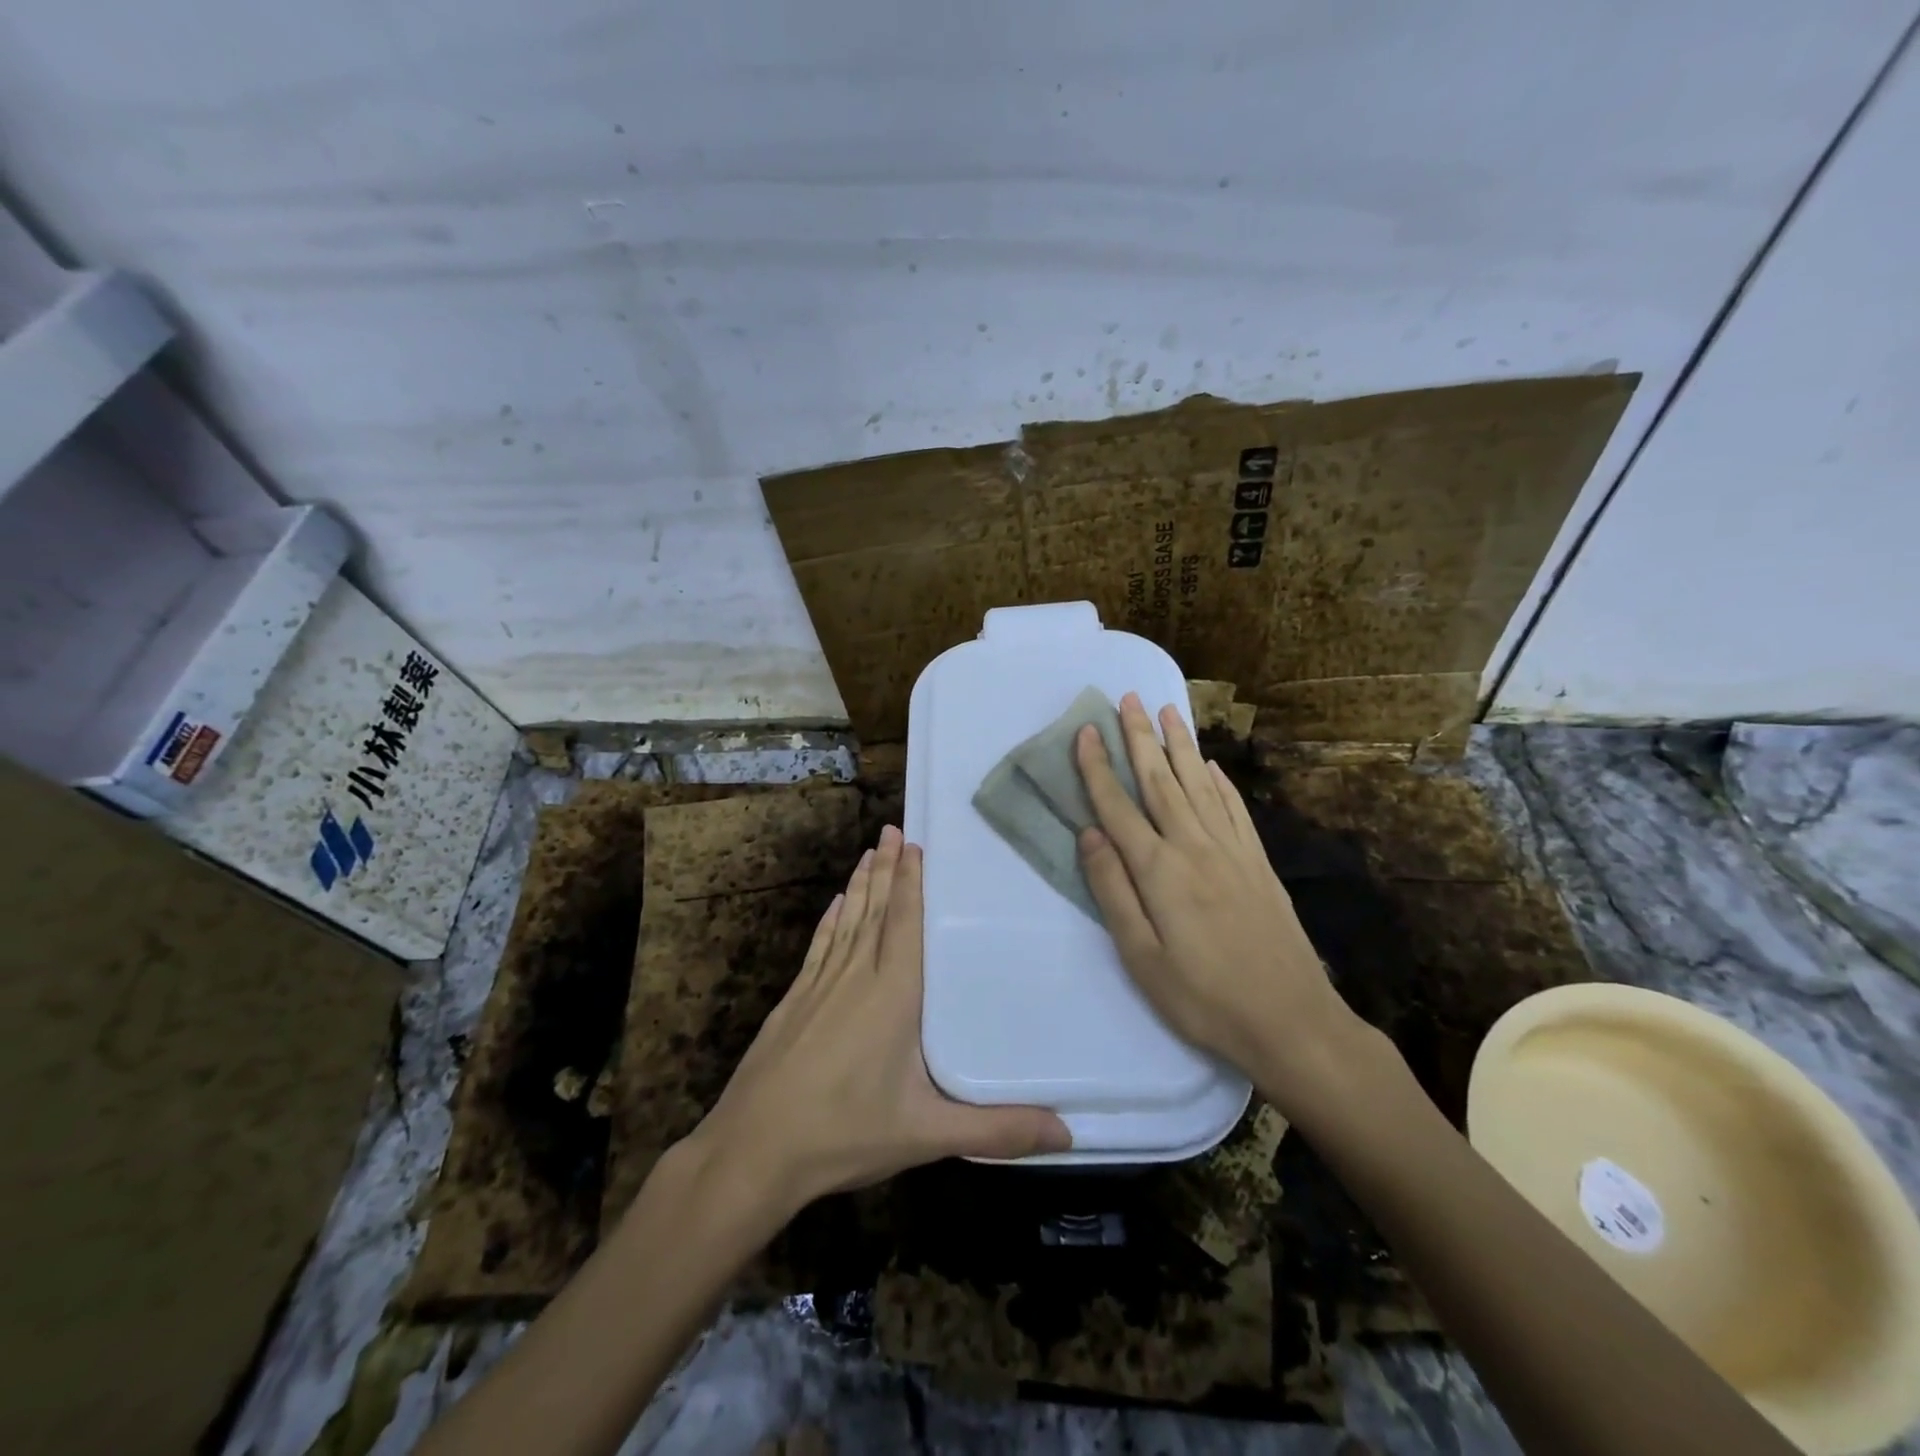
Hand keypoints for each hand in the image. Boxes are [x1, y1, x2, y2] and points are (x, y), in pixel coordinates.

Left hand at [688, 825, 1071, 1216]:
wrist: (752, 1150)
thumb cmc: (844, 1133)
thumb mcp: (926, 1135)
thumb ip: (996, 1131)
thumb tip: (1068, 1134)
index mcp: (892, 995)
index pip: (904, 923)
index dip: (911, 882)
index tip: (915, 844)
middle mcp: (855, 977)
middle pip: (875, 910)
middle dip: (887, 868)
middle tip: (894, 829)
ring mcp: (819, 986)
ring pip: (846, 921)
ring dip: (860, 885)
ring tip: (870, 851)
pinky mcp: (794, 1002)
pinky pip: (819, 946)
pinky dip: (830, 920)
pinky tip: (834, 905)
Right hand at [1074, 694, 1361, 1102]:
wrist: (1291, 1020)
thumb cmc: (1203, 998)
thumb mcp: (1141, 957)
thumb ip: (1113, 890)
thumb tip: (1089, 834)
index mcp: (1159, 870)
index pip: (1118, 806)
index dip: (1098, 767)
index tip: (1085, 731)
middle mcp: (1194, 846)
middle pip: (1160, 780)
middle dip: (1140, 737)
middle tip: (1128, 698)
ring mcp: (1232, 851)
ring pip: (1199, 783)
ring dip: (1180, 745)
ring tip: (1167, 711)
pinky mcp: (1258, 863)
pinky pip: (1234, 807)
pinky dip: (1220, 780)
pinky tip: (1212, 764)